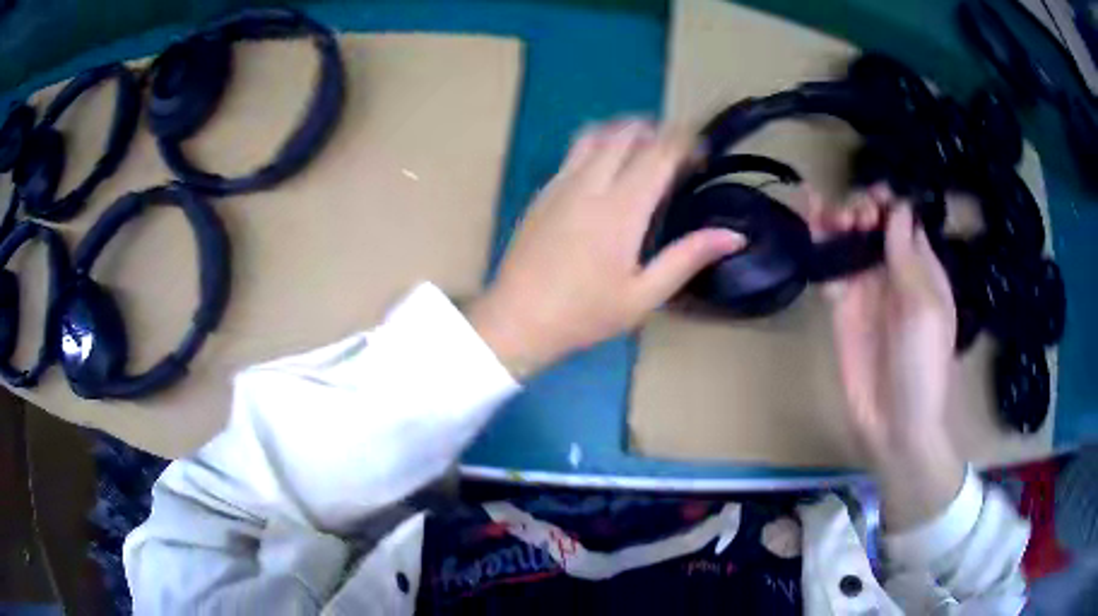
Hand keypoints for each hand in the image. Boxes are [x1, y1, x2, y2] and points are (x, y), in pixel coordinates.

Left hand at [467, 119, 743, 376]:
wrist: (517, 320)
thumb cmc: (584, 314)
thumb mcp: (644, 295)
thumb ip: (688, 257)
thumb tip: (734, 235)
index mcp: (621, 209)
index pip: (659, 153)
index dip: (684, 142)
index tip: (702, 150)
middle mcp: (590, 184)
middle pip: (626, 134)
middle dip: (657, 131)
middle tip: (676, 150)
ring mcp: (561, 184)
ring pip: (596, 135)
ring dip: (624, 132)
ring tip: (643, 148)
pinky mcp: (543, 192)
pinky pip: (574, 152)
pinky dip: (598, 145)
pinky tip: (606, 169)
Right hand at [812, 184, 964, 530]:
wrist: (895, 423)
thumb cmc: (922, 365)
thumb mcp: (924, 307)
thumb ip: (908, 257)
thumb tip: (898, 207)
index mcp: (921, 268)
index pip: (903, 219)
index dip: (888, 202)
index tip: (875, 203)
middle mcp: (893, 271)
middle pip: (873, 224)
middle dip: (860, 209)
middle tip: (853, 221)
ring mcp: (866, 289)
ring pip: (849, 241)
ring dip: (837, 219)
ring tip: (827, 215)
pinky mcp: (841, 307)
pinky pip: (830, 268)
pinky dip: (820, 245)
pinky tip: (809, 223)